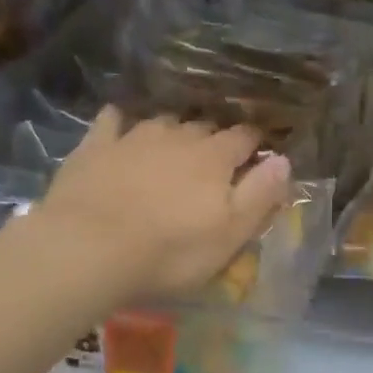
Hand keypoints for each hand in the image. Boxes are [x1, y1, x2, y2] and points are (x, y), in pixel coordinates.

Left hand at [20, 106, 290, 304]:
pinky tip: (121, 126)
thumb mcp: (231, 234)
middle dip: (215, 138)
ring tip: (175, 146)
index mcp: (215, 158)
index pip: (245, 137)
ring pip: (164, 121)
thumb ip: (260, 195)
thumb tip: (284, 159)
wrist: (88, 249)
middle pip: (205, 127)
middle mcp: (179, 137)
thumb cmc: (171, 251)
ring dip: (175, 130)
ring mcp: (134, 137)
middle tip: (216, 159)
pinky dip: (122, 122)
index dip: (256, 142)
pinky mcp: (95, 146)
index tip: (260, 150)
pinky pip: (112, 121)